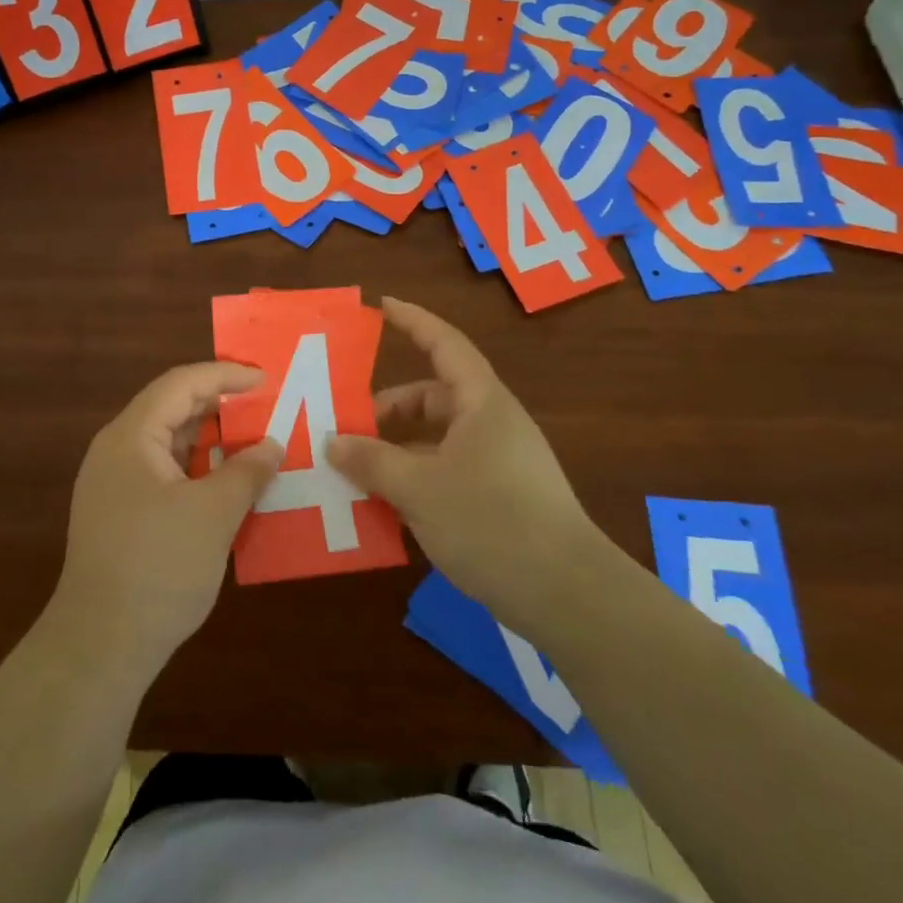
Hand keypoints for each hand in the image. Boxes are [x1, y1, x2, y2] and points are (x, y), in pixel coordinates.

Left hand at [52, 363, 282, 681]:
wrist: (100, 647)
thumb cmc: (158, 568)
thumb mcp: (213, 515)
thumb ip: (246, 472)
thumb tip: (271, 445)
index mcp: (131, 437)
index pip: (181, 384)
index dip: (225, 375)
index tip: (266, 379)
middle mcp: (117, 451)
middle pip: (172, 409)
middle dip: (220, 406)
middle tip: (266, 407)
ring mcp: (115, 484)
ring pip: (169, 444)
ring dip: (211, 440)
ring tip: (255, 442)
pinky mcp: (121, 514)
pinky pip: (165, 473)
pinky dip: (198, 469)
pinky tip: (228, 483)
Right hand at [327, 298, 596, 624]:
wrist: (569, 596)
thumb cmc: (492, 522)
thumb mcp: (419, 489)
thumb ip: (371, 461)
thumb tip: (332, 442)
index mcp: (481, 403)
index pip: (444, 343)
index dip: (413, 321)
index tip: (382, 305)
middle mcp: (493, 423)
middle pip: (434, 397)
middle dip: (390, 408)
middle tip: (349, 426)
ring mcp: (500, 462)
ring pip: (438, 440)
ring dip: (399, 450)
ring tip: (359, 472)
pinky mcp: (503, 498)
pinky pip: (448, 471)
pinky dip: (417, 479)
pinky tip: (389, 508)